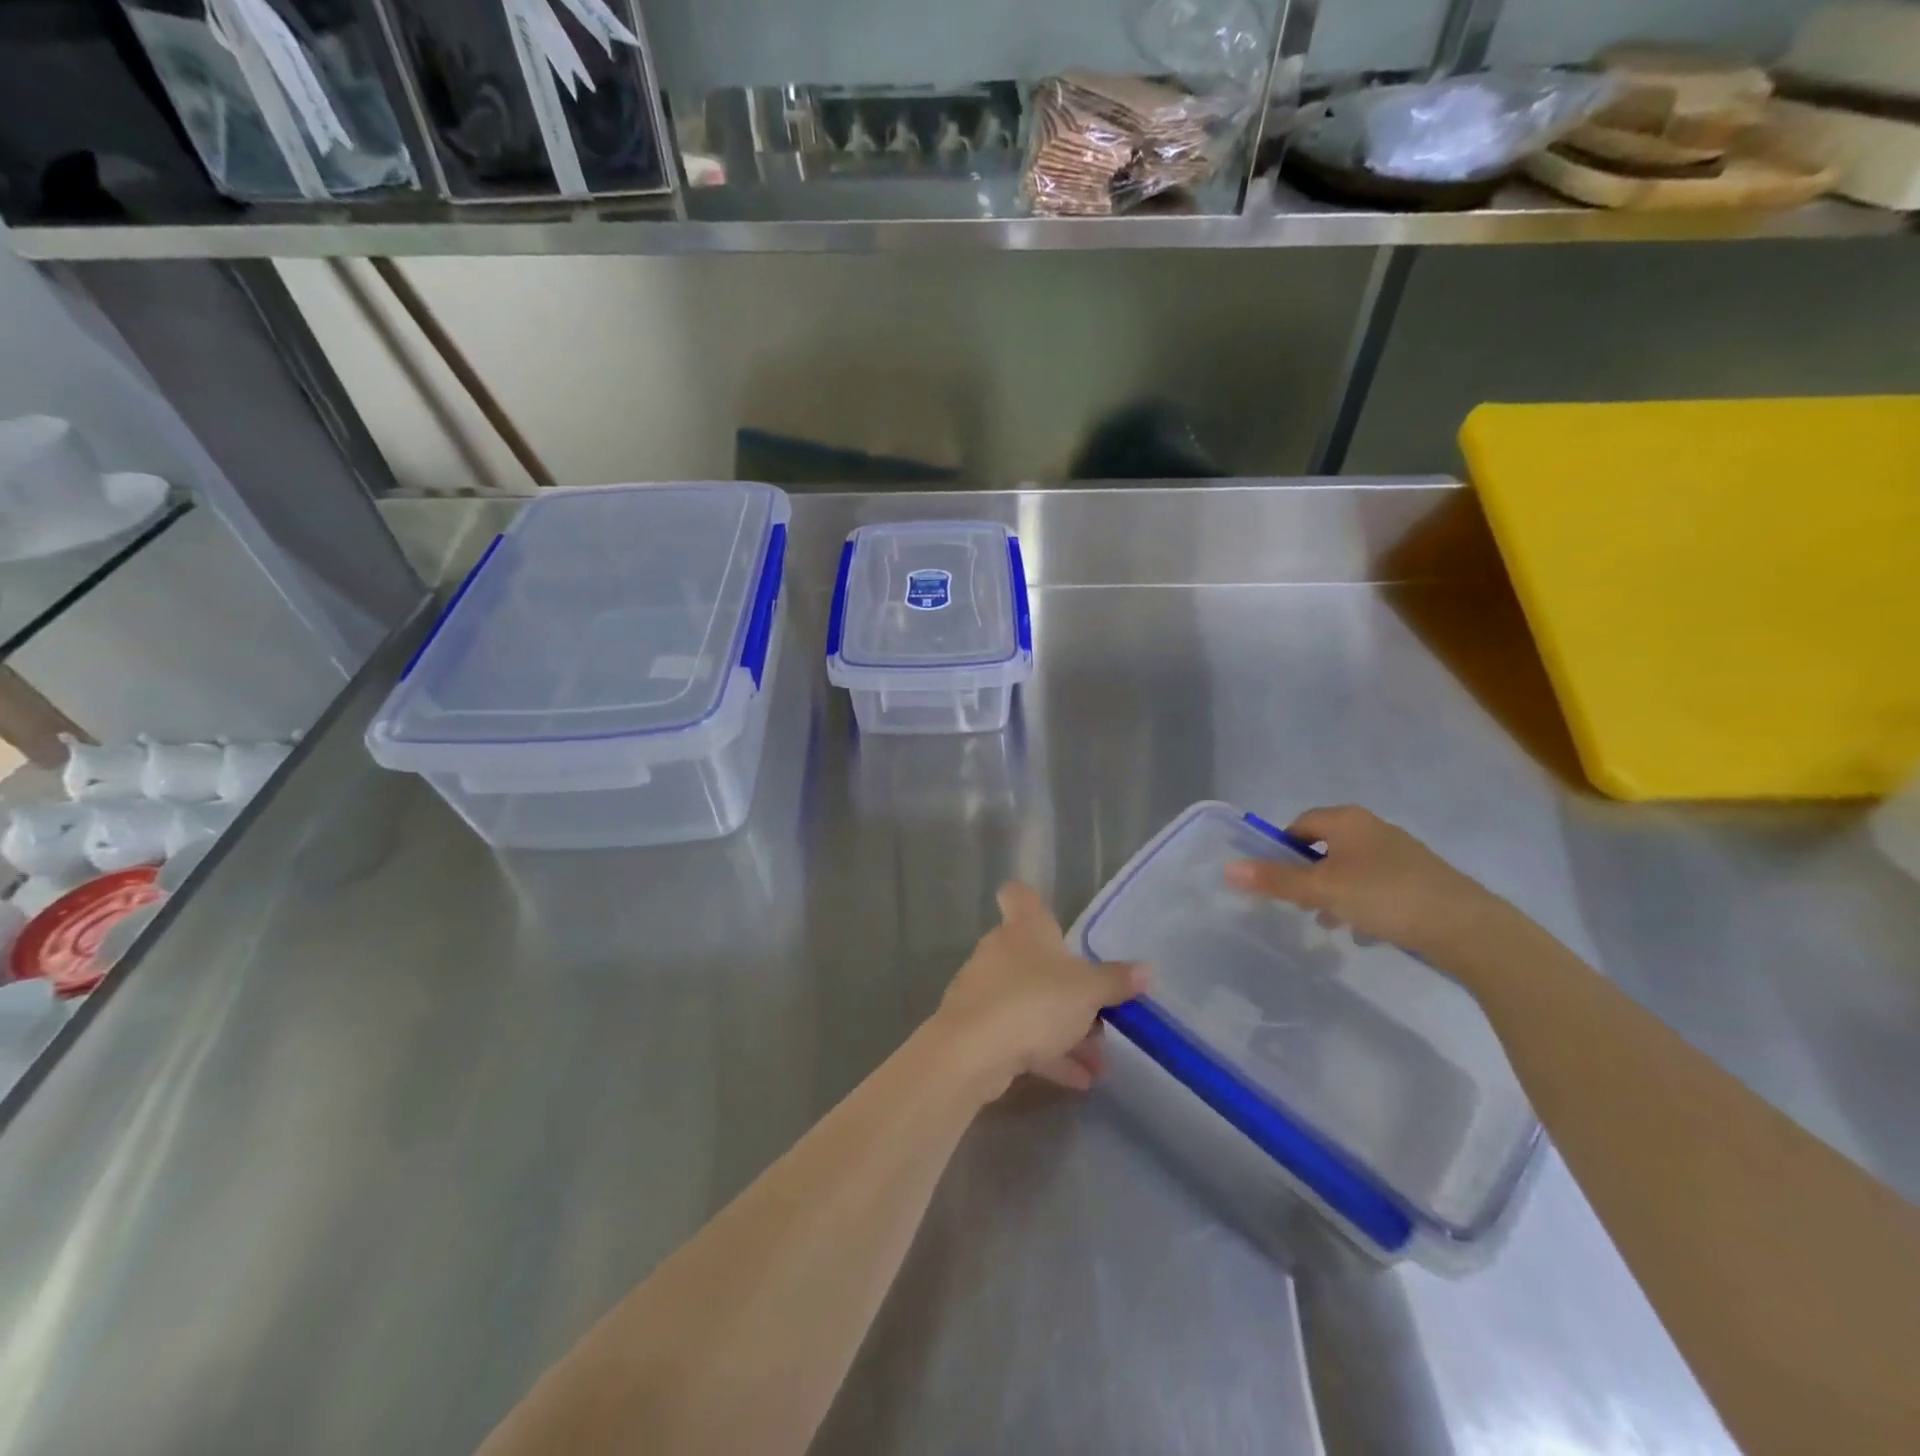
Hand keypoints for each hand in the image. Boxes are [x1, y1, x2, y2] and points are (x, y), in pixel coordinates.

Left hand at [934, 883, 1146, 1099]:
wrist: (972, 1052)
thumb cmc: (1034, 1002)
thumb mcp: (1087, 992)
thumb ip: (1115, 981)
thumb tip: (1146, 970)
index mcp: (1024, 928)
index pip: (1019, 895)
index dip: (1031, 900)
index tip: (1051, 916)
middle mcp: (1000, 951)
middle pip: (1035, 958)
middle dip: (1069, 988)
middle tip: (1101, 1015)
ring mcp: (986, 990)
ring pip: (1031, 1002)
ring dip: (1064, 1030)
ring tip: (1099, 1062)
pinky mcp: (978, 1028)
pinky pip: (1020, 1035)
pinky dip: (1047, 1053)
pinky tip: (1078, 1080)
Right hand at [1224, 805, 1505, 961]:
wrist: (1466, 927)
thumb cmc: (1385, 896)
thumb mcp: (1321, 889)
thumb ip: (1275, 879)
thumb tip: (1228, 868)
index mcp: (1349, 821)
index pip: (1301, 823)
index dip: (1282, 848)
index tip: (1275, 879)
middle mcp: (1374, 829)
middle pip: (1326, 847)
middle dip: (1308, 875)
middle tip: (1298, 904)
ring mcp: (1402, 855)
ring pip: (1352, 870)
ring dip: (1334, 894)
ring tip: (1328, 924)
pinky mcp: (1421, 881)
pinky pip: (1378, 887)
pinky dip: (1363, 904)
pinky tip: (1364, 933)